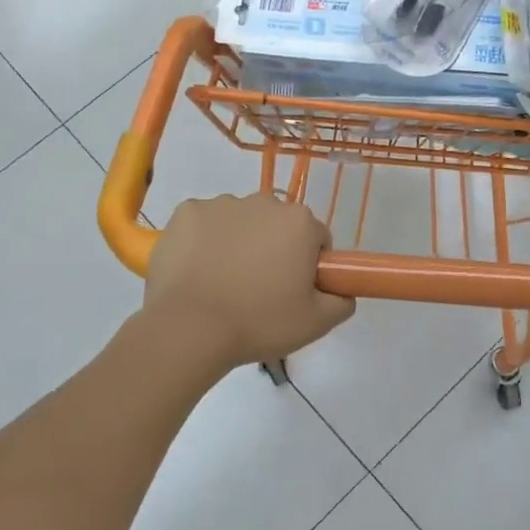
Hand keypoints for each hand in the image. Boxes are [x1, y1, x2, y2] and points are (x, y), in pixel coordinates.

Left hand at [144, 195, 354, 373]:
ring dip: (238, 242)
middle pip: (277, 225)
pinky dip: (204, 241)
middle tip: (260, 290)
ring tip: (224, 283)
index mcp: (299, 222)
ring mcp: (221, 204)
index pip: (316, 238)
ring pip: (240, 221)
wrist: (189, 328)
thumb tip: (343, 291)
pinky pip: (204, 223)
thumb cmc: (258, 322)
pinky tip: (198, 271)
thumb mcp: (316, 323)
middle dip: (273, 248)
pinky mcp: (186, 212)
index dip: (309, 265)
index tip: (295, 290)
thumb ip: (341, 301)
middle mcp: (263, 201)